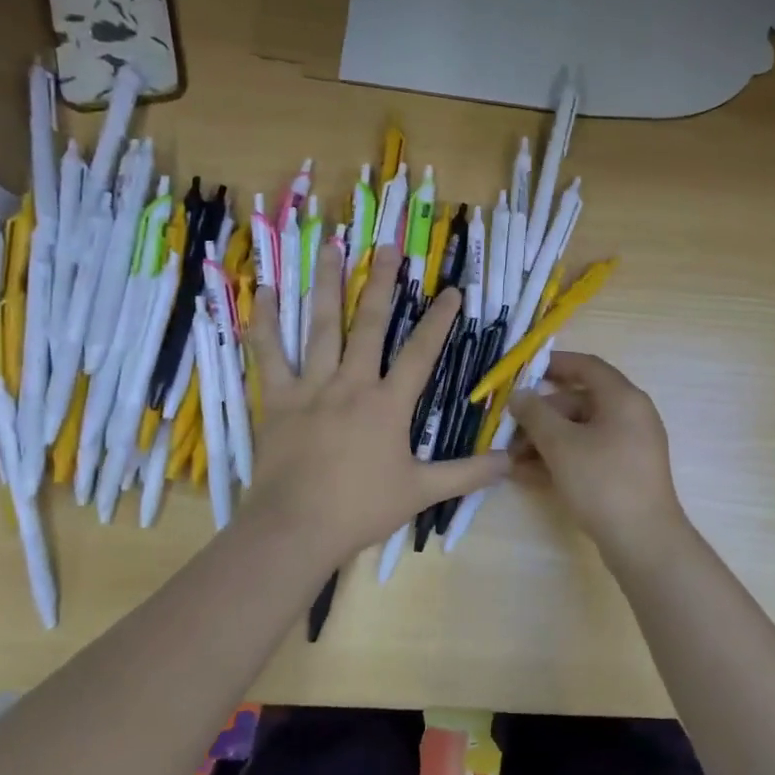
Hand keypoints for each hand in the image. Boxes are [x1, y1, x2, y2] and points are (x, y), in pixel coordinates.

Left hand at [242, 241, 507, 564]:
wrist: (296, 528)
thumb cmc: (361, 509)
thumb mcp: (422, 492)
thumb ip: (468, 474)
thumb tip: (511, 461)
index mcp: (389, 404)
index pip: (421, 353)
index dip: (439, 320)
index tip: (451, 290)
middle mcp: (352, 384)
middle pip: (370, 324)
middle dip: (382, 283)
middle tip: (388, 246)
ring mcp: (312, 387)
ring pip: (321, 326)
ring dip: (326, 284)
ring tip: (331, 246)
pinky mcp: (279, 400)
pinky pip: (270, 355)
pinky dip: (265, 323)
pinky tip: (263, 292)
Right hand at [508, 352, 689, 562]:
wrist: (643, 541)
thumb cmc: (602, 481)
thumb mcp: (561, 444)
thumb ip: (535, 414)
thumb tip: (519, 394)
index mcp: (623, 398)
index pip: (587, 366)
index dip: (555, 364)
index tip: (524, 370)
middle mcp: (630, 416)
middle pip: (579, 402)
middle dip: (541, 415)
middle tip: (508, 430)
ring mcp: (629, 447)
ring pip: (580, 432)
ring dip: (545, 441)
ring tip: (510, 458)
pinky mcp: (624, 474)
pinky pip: (587, 454)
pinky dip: (560, 459)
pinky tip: (527, 474)